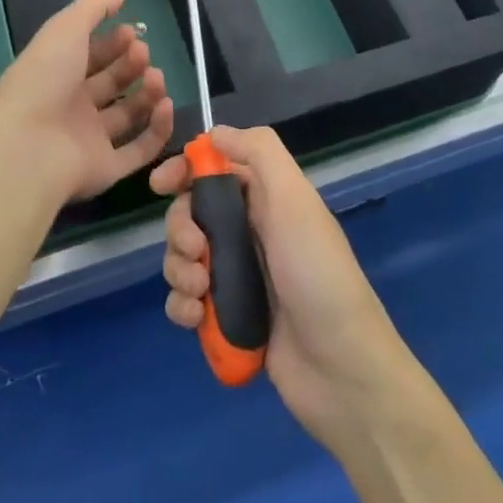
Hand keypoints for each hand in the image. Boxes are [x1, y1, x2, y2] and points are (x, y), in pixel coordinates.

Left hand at [0, 0, 173, 204]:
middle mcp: (73, 107)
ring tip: (156, 77)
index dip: (112, 41)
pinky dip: (157, 129)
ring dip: (147, 93)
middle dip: (131, 63)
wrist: (27, 149)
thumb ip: (95, 6)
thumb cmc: (43, 80)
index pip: (89, 55)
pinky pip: (138, 149)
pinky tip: (166, 105)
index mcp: (57, 74)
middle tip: (143, 53)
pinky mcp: (106, 169)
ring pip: (128, 115)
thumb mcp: (65, 29)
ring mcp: (89, 140)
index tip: (132, 30)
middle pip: (111, 83)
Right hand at [150, 125, 414, 453]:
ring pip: (184, 257)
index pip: (215, 168)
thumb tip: (214, 133)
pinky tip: (196, 318)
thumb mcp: (294, 198)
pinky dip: (182, 306)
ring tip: (200, 292)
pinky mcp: (228, 318)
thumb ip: (259, 152)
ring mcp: (238, 276)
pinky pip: (187, 301)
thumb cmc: (315, 272)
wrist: (341, 369)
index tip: (160, 184)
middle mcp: (250, 231)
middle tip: (195, 250)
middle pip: (191, 213)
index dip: (184, 170)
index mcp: (266, 198)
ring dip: (179, 270)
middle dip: (180, 228)